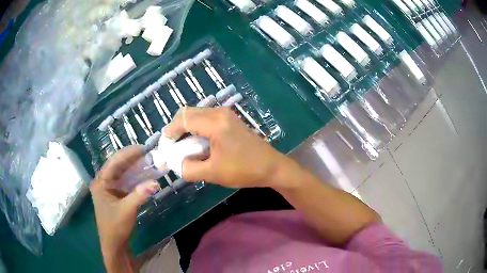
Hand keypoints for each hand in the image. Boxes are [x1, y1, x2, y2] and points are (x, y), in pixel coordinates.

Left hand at [90, 146, 159, 268]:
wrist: (114, 245)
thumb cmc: (116, 227)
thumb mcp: (127, 210)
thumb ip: (140, 195)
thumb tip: (156, 182)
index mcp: (100, 183)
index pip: (114, 163)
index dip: (128, 154)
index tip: (143, 148)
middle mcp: (102, 182)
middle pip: (118, 166)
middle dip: (133, 160)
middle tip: (149, 154)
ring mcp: (108, 189)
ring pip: (122, 174)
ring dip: (134, 169)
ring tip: (149, 162)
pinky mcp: (114, 195)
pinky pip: (124, 183)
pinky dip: (134, 179)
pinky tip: (144, 176)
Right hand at [164, 107, 296, 188]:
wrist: (272, 166)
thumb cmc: (244, 170)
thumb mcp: (212, 173)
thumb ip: (188, 168)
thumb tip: (176, 163)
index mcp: (215, 123)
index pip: (183, 119)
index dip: (170, 132)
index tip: (165, 147)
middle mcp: (220, 112)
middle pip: (188, 113)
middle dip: (176, 128)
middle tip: (172, 146)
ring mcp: (226, 113)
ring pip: (197, 114)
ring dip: (186, 128)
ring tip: (183, 146)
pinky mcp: (230, 118)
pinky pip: (206, 118)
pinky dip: (196, 127)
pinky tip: (197, 142)